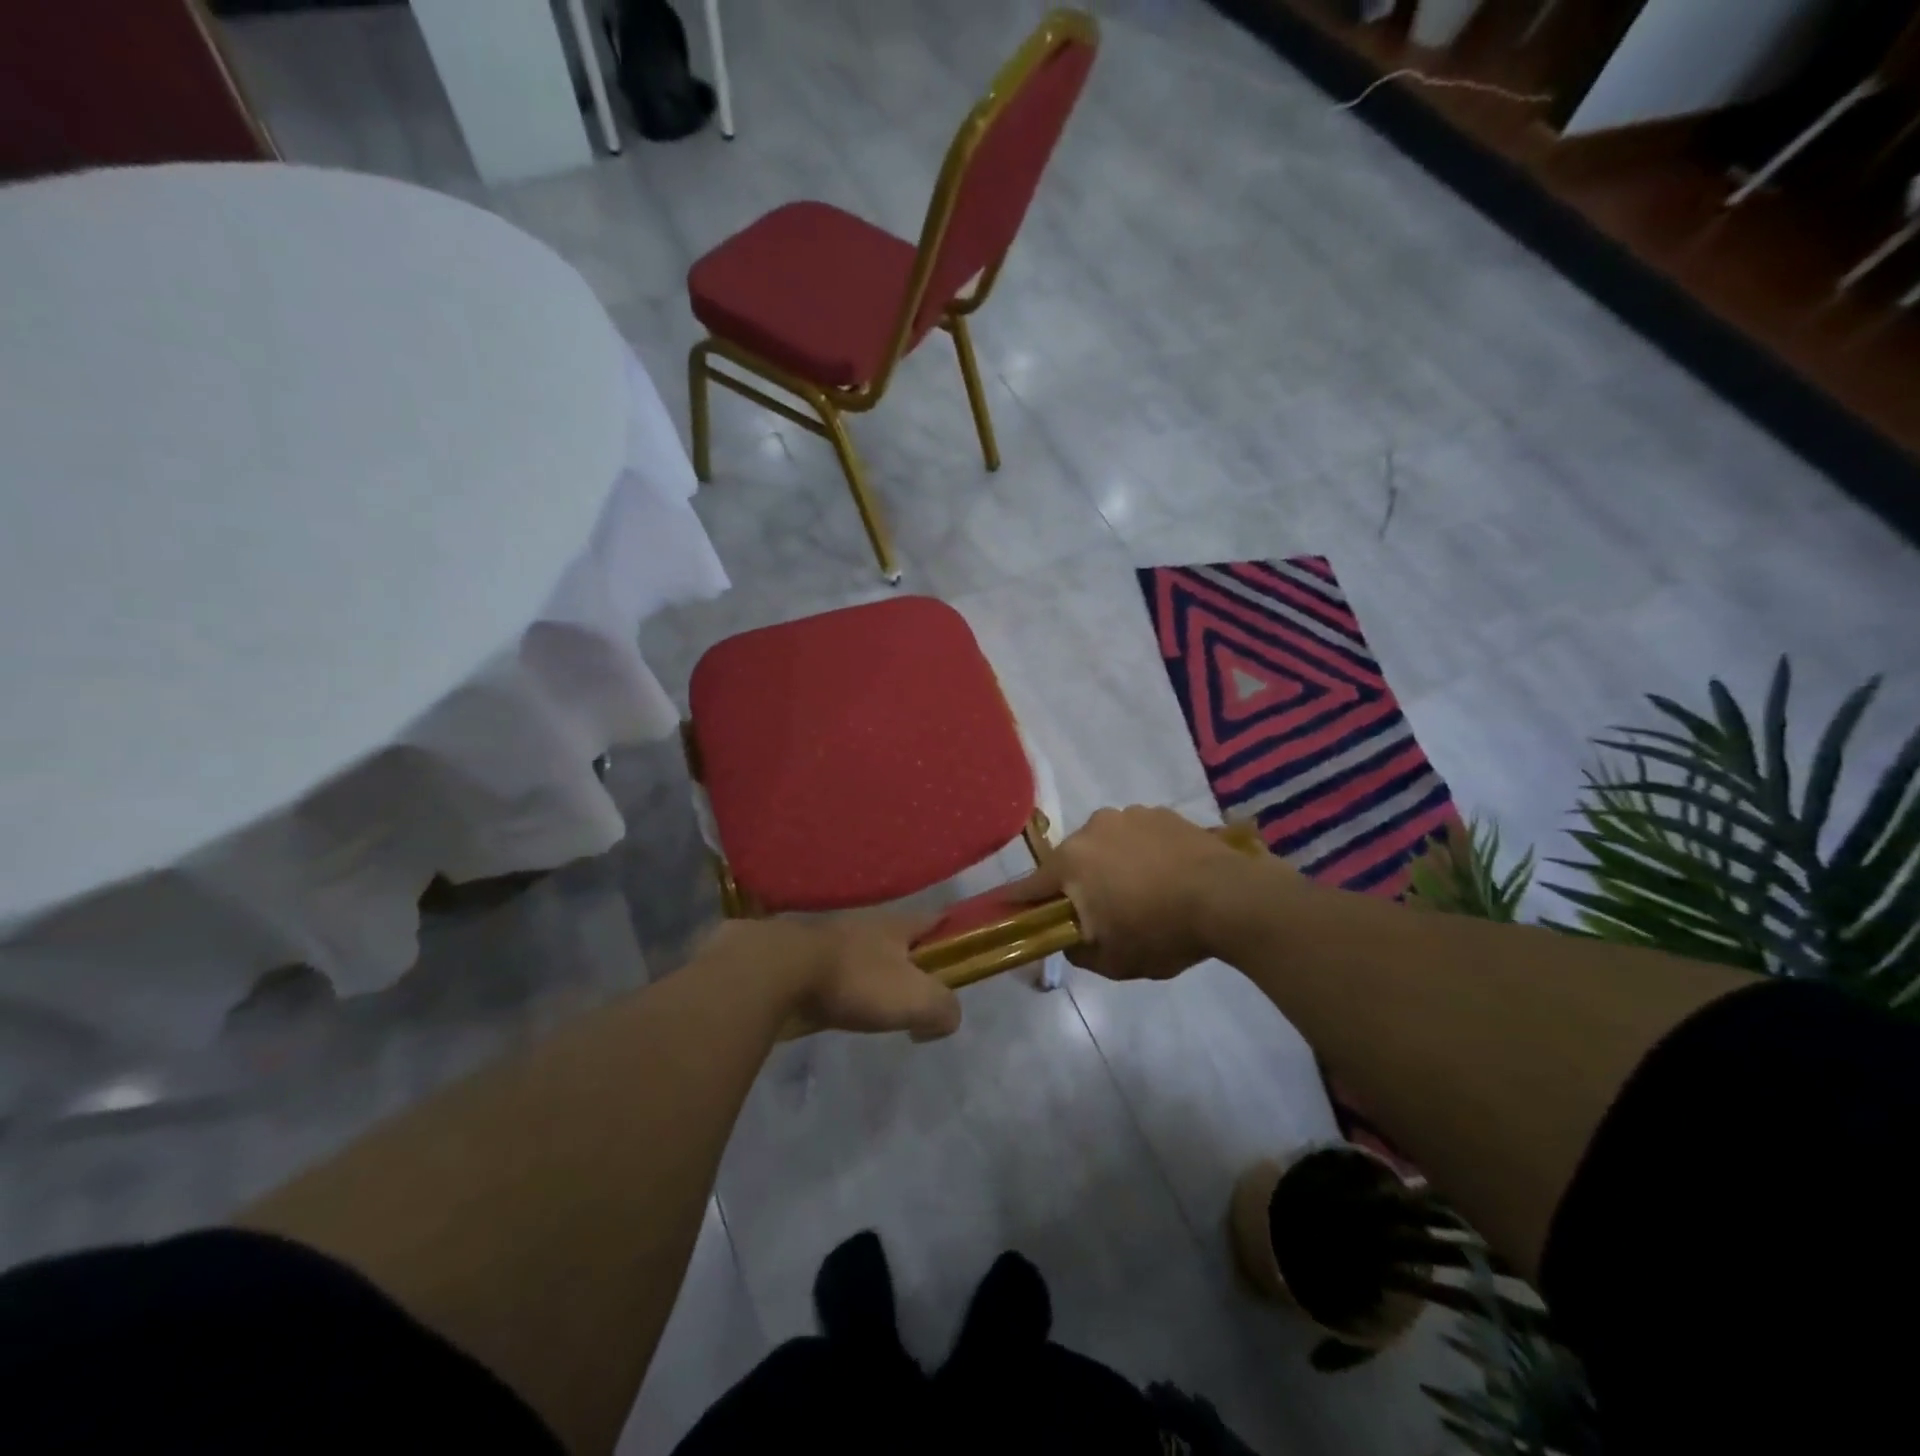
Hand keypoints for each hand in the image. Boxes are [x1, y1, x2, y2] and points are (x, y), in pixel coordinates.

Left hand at [704, 915, 961, 1040]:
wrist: (778, 971)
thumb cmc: (855, 979)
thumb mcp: (914, 998)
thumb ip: (943, 1008)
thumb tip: (945, 1019)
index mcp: (897, 925)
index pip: (934, 918)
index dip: (951, 930)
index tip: (961, 943)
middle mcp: (866, 923)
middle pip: (897, 936)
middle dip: (910, 955)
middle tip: (918, 986)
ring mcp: (830, 937)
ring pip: (863, 952)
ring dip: (873, 971)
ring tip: (878, 1001)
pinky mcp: (801, 957)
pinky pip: (833, 970)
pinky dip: (842, 984)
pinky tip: (840, 1005)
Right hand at [1009, 806, 1275, 980]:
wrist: (1229, 897)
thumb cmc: (1161, 932)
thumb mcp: (1113, 962)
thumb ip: (1076, 951)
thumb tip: (1067, 938)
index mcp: (1070, 862)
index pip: (1029, 886)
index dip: (1017, 901)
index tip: (1008, 910)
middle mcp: (1091, 829)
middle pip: (1071, 862)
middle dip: (1078, 884)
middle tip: (1102, 912)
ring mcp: (1128, 815)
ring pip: (1105, 845)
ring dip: (1112, 864)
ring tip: (1143, 892)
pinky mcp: (1160, 812)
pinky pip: (1137, 835)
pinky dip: (1142, 852)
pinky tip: (1166, 874)